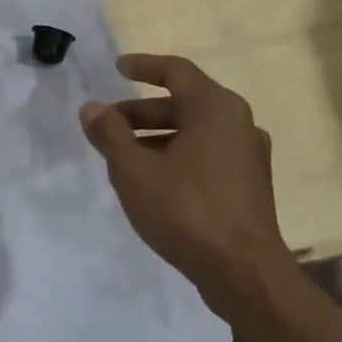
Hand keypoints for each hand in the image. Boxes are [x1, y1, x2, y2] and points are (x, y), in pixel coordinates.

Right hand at [80, 53, 284, 313]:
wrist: (245, 274)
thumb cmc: (187, 210)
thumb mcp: (134, 170)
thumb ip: (110, 134)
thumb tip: (92, 108)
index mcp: (216, 107)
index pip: (176, 71)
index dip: (144, 66)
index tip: (117, 69)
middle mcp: (238, 123)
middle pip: (183, 104)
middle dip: (141, 112)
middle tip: (107, 125)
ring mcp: (248, 156)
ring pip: (194, 133)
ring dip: (157, 138)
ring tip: (122, 158)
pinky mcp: (250, 186)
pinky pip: (207, 156)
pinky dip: (177, 157)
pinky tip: (153, 182)